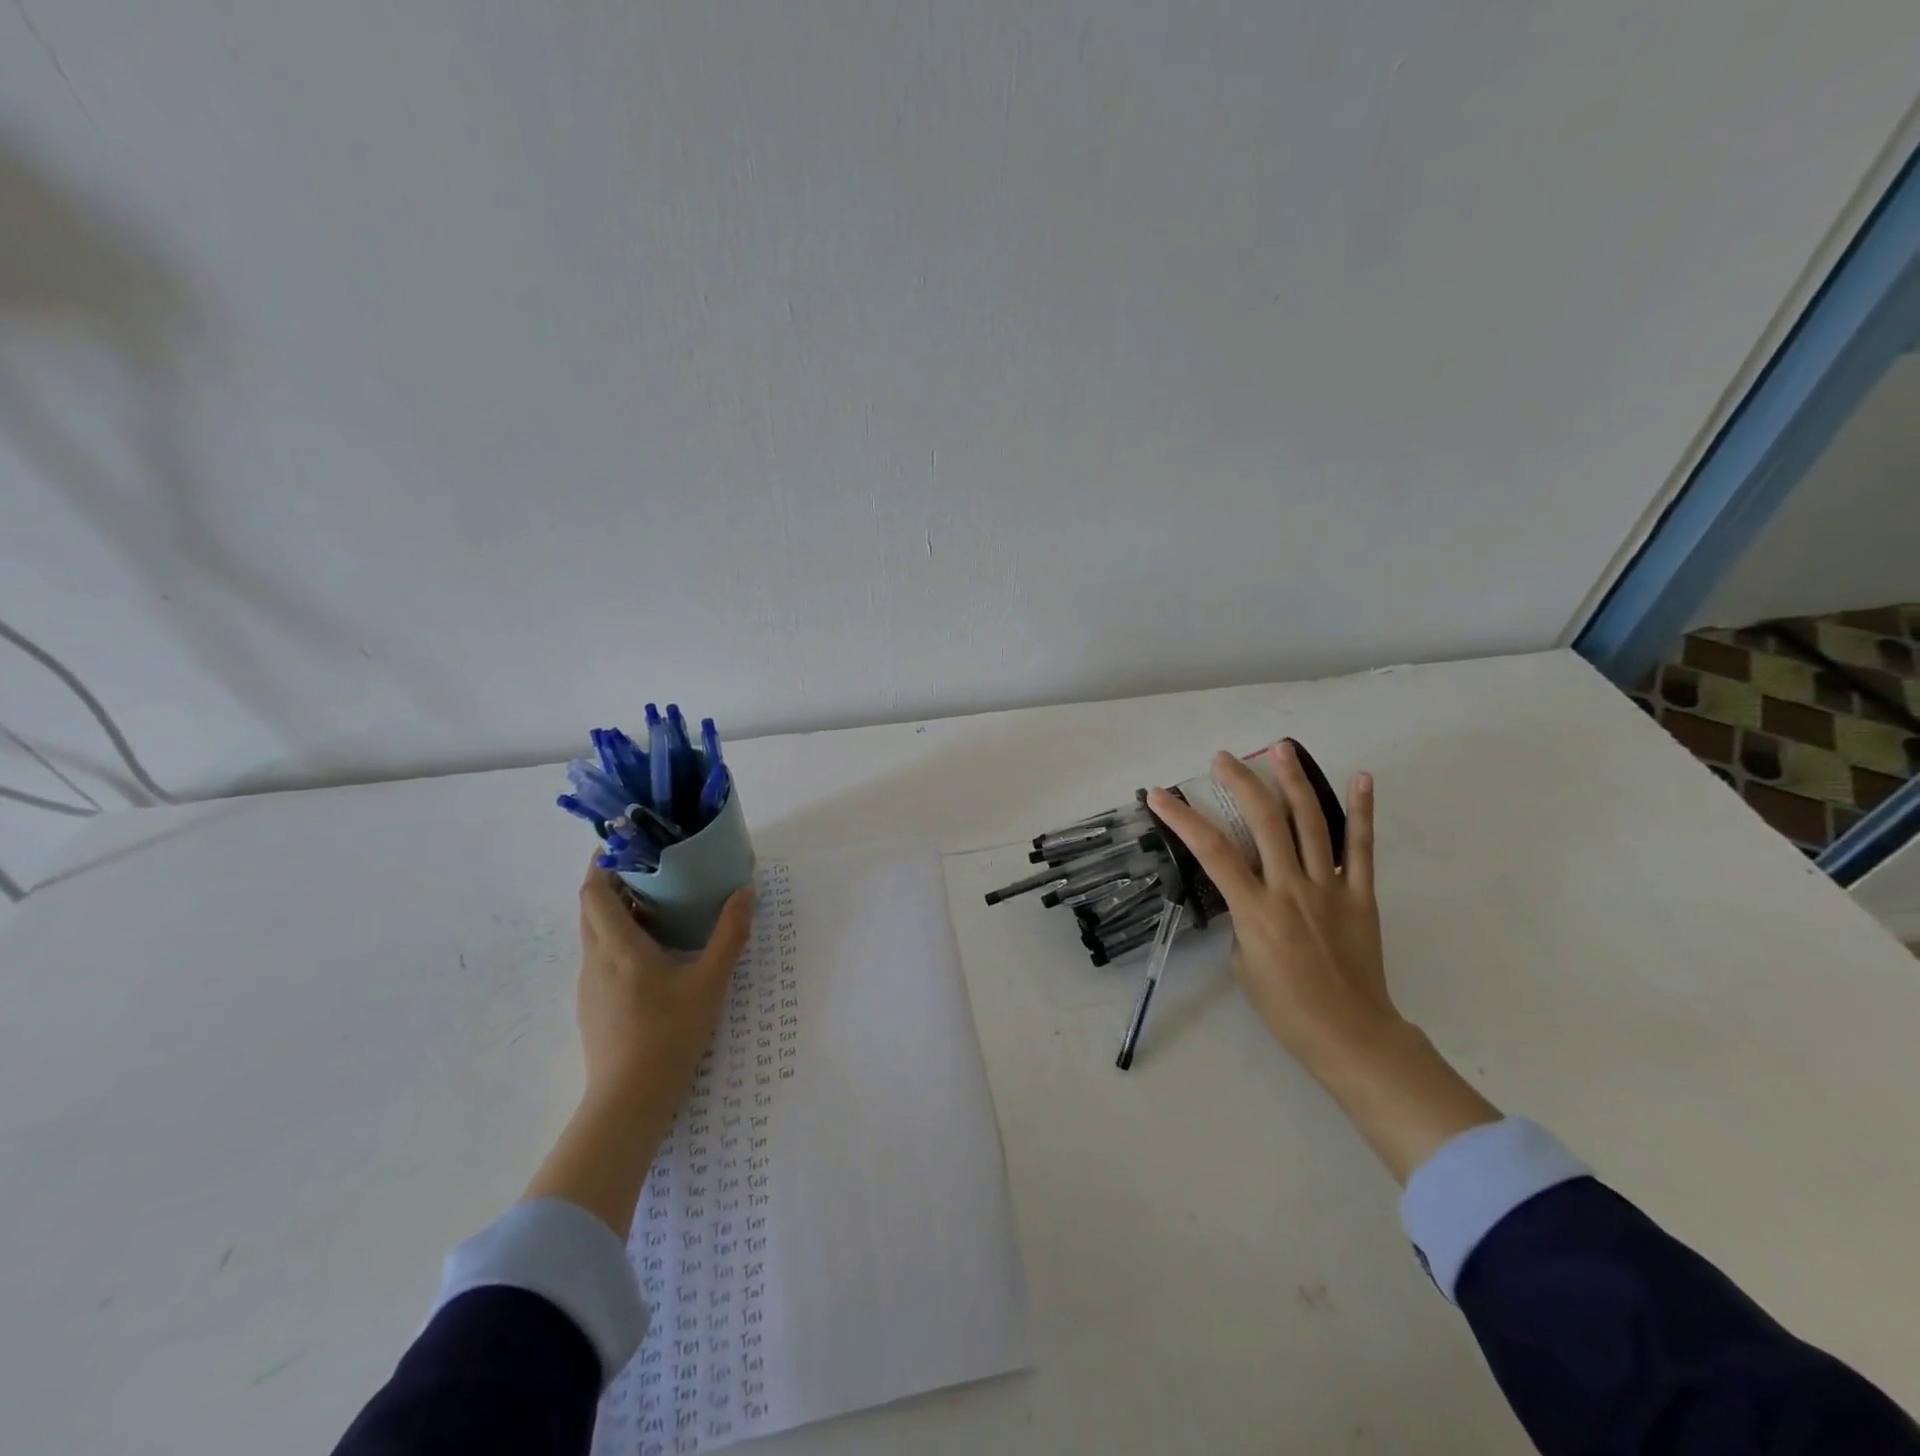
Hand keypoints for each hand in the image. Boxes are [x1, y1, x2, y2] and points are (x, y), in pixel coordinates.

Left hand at [575, 860, 754, 1118]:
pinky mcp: (593, 1007)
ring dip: (618, 913)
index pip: (593, 891)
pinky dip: (619, 941)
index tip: (626, 844)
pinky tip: (653, 955)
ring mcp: (590, 986)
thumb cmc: (669, 1034)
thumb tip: (745, 891)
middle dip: (613, 883)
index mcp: (618, 946)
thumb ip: (729, 934)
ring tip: (657, 906)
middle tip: (652, 870)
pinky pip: (601, 958)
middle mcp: (595, 960)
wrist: (629, 1101)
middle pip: (591, 908)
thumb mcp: (710, 982)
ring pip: (595, 934)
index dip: (602, 863)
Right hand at [1149, 743, 1497, 1182]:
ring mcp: (1330, 888)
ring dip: (1294, 781)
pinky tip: (1360, 778)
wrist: (1349, 1035)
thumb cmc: (1285, 1007)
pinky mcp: (1361, 895)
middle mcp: (1291, 888)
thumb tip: (1250, 891)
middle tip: (1224, 758)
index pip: (1212, 851)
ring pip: (1312, 822)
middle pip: (1266, 821)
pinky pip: (1361, 848)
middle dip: (1241, 783)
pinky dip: (1362, 812)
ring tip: (1281, 748)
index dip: (1183, 818)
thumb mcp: (1243, 962)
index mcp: (1255, 909)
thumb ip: (1243, 917)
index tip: (1161, 794)